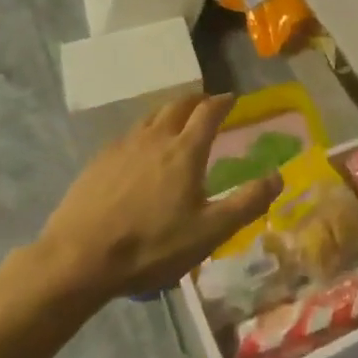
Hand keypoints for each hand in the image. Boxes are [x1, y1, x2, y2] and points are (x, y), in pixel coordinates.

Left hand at [36, 94, 280, 304]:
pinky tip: (140, 152)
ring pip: (151, 117)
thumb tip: (279, 176)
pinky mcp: (99, 161)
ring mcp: (123, 147)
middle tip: (206, 103)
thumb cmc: (151, 246)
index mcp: (185, 151)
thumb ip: (247, 203)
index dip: (223, 101)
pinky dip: (144, 133)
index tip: (232, 98)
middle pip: (178, 106)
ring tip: (176, 121)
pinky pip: (129, 136)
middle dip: (196, 100)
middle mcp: (155, 138)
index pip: (208, 112)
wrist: (77, 259)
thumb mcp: (209, 232)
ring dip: (169, 113)